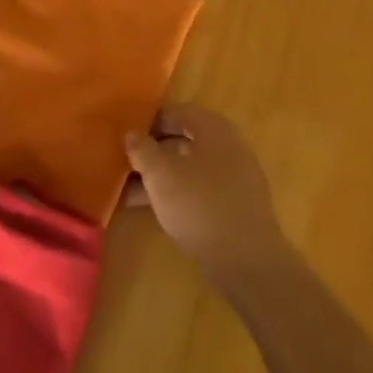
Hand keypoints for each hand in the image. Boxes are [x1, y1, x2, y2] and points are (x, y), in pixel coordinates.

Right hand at [125, 105, 289, 289]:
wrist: (247, 260)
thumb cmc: (199, 204)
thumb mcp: (161, 174)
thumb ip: (143, 150)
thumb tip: (133, 134)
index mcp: (214, 127)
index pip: (177, 112)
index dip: (149, 122)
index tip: (126, 137)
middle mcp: (229, 145)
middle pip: (185, 140)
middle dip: (154, 153)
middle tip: (126, 165)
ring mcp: (237, 176)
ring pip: (191, 168)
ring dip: (163, 177)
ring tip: (131, 192)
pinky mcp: (238, 205)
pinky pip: (202, 189)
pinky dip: (180, 194)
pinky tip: (158, 211)